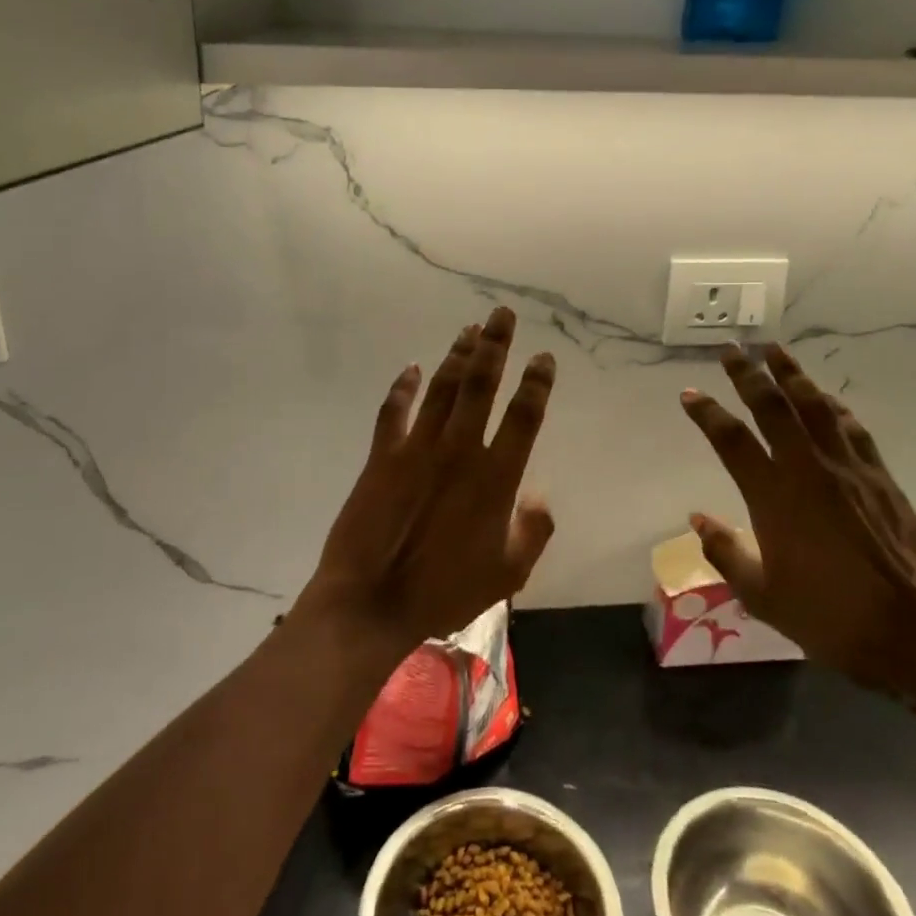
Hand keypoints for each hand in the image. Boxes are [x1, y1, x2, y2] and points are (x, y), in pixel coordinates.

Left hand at [298, 307, 556, 655]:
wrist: (373, 601)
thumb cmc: (445, 591)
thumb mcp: (509, 573)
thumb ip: (533, 531)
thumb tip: (539, 495)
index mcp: (495, 477)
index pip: (523, 416)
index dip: (536, 382)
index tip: (543, 357)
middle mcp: (459, 450)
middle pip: (481, 384)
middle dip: (495, 345)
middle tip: (502, 314)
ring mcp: (417, 448)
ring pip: (442, 388)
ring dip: (457, 355)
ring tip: (469, 329)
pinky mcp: (382, 456)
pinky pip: (394, 410)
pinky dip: (404, 386)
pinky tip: (413, 367)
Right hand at [680, 344, 915, 711]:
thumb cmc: (832, 618)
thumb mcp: (764, 597)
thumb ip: (726, 553)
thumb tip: (698, 519)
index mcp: (773, 497)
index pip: (731, 440)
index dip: (707, 413)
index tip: (689, 394)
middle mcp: (807, 469)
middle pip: (772, 407)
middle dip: (747, 374)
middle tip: (731, 349)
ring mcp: (847, 468)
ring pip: (814, 406)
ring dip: (791, 375)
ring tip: (774, 350)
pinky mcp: (880, 477)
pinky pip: (851, 427)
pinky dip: (833, 406)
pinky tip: (826, 397)